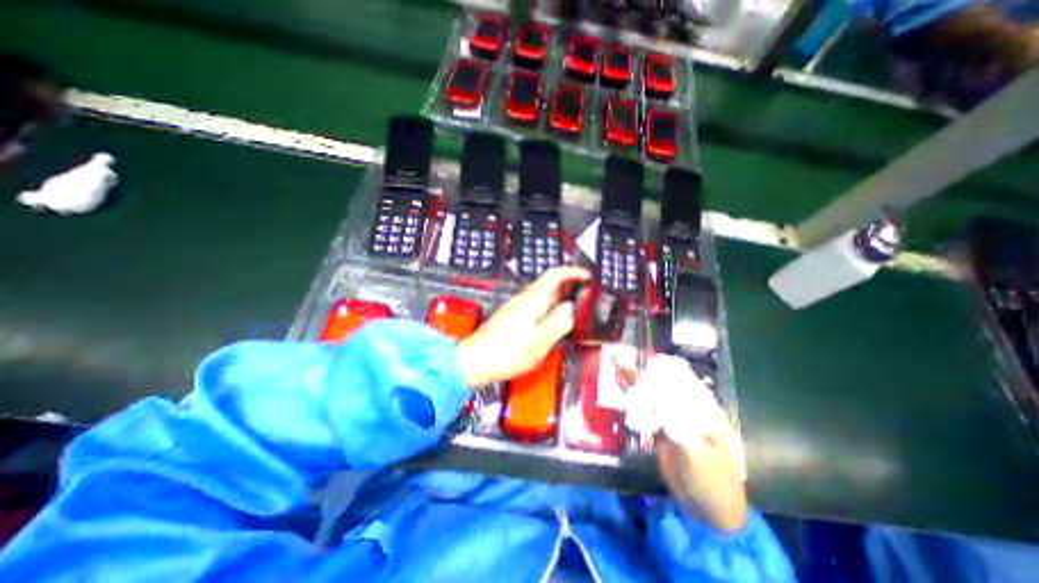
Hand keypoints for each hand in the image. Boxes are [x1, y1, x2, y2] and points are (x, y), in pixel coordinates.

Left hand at [456, 267, 586, 387]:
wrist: (475, 360)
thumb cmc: (506, 352)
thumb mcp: (540, 340)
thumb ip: (559, 321)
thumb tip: (572, 308)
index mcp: (533, 299)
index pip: (555, 275)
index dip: (573, 272)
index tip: (588, 276)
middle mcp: (525, 299)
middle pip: (551, 284)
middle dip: (571, 287)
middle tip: (588, 298)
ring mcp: (519, 308)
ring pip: (545, 297)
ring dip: (562, 300)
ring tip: (576, 313)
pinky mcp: (515, 318)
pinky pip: (539, 308)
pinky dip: (552, 310)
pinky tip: (556, 325)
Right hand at [615, 356, 746, 532]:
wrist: (707, 508)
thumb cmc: (710, 479)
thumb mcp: (695, 453)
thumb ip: (675, 425)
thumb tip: (656, 399)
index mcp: (702, 409)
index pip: (680, 380)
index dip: (662, 367)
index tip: (643, 357)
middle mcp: (687, 408)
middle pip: (662, 384)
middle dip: (643, 372)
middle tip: (620, 357)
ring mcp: (673, 418)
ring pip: (651, 395)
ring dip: (635, 382)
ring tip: (616, 366)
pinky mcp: (662, 429)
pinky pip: (646, 410)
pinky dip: (633, 398)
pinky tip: (622, 388)